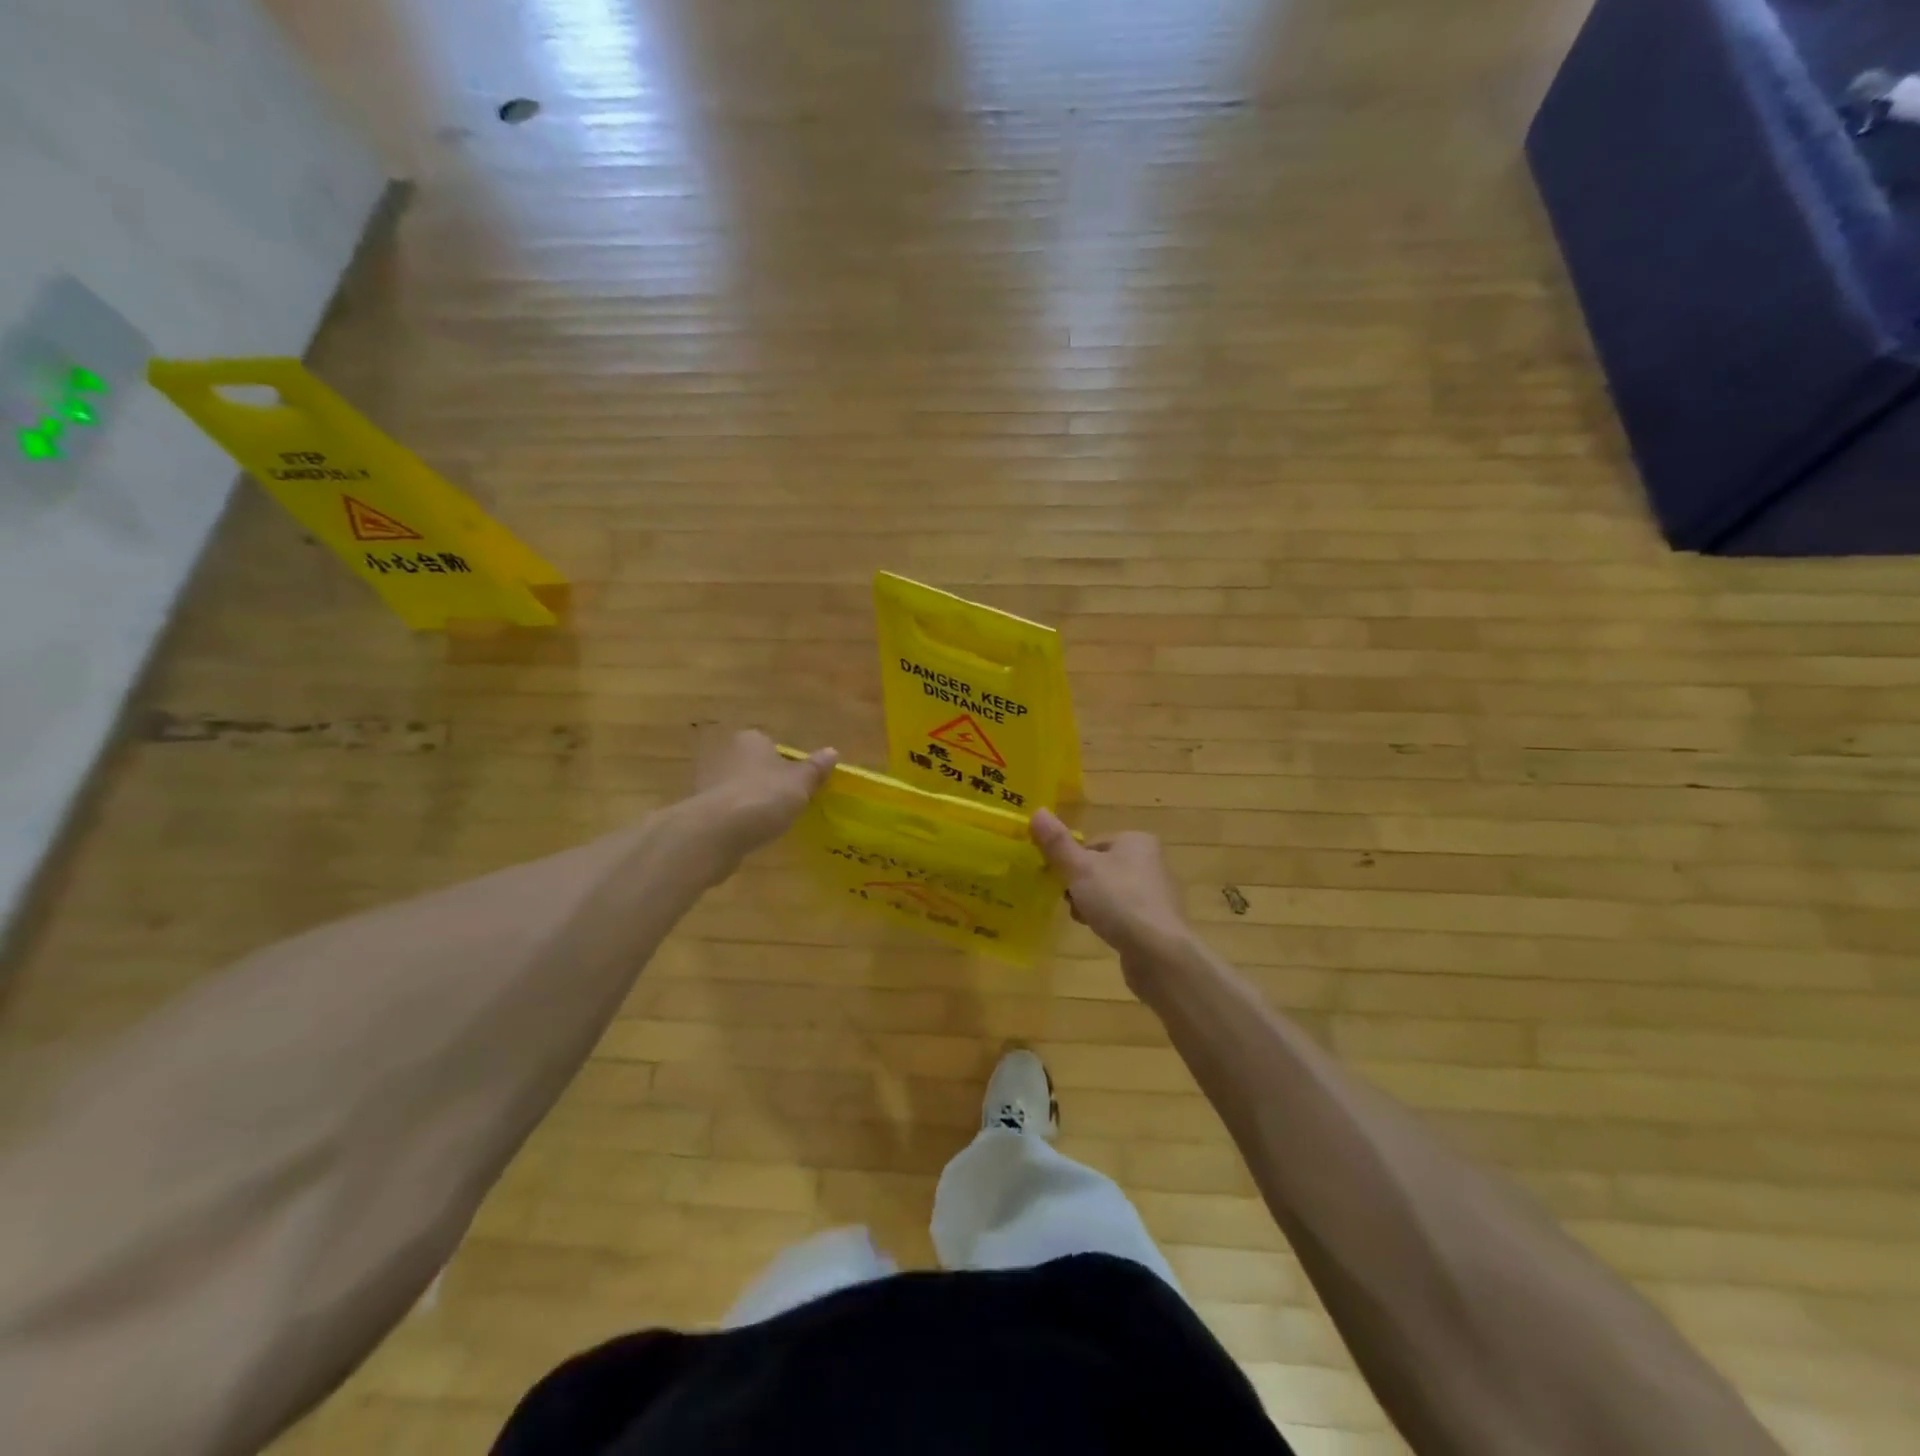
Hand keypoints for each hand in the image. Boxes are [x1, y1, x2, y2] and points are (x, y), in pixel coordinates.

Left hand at [692, 726, 837, 864]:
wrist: (716, 832)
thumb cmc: (764, 797)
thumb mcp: (801, 783)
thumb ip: (816, 769)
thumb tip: (832, 752)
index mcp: (751, 739)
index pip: (772, 745)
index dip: (787, 765)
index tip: (798, 786)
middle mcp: (725, 752)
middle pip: (753, 766)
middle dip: (766, 782)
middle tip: (786, 804)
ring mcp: (707, 780)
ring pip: (737, 788)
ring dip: (750, 801)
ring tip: (768, 823)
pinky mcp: (698, 808)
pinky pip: (725, 810)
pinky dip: (736, 819)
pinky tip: (748, 834)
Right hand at [1029, 810, 1191, 973]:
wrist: (1159, 952)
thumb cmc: (1118, 901)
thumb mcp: (1080, 869)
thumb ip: (1057, 843)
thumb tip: (1037, 811)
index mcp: (1136, 840)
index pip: (1093, 843)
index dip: (1073, 862)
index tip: (1062, 880)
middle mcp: (1152, 861)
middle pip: (1101, 868)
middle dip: (1081, 886)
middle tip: (1072, 902)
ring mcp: (1157, 893)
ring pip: (1111, 892)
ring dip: (1092, 904)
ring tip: (1085, 920)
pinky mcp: (1158, 922)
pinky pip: (1124, 914)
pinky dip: (1111, 921)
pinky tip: (1103, 934)